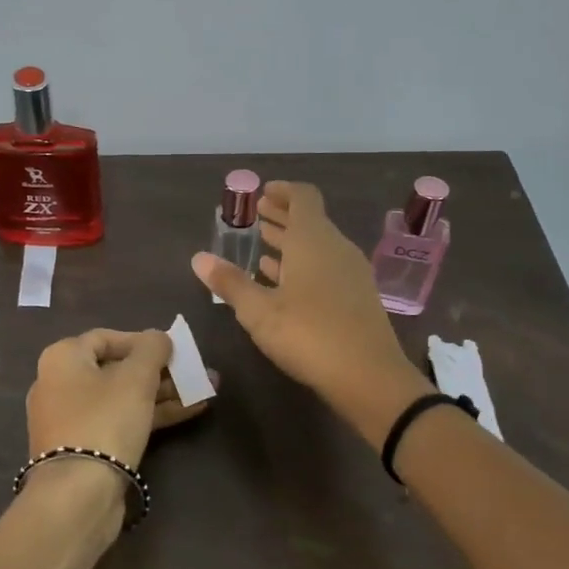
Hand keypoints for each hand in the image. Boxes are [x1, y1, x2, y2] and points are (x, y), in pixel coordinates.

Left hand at [25, 328, 213, 470]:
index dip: (142, 341)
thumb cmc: (105, 420)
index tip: (172, 350)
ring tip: (204, 391)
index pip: (106, 337)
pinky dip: (150, 415)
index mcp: (62, 359)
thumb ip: (152, 349)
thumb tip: (158, 337)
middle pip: (116, 369)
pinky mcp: (84, 448)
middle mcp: (59, 384)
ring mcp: (70, 419)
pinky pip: (119, 421)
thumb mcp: (136, 377)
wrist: (78, 494)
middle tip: (194, 371)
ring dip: (162, 393)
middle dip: (160, 371)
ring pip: (122, 398)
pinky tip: (188, 412)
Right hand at [192, 182, 431, 444]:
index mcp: (313, 241)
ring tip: (264, 246)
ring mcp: (351, 274)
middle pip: (310, 221)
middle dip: (283, 216)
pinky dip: (304, 266)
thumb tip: (199, 258)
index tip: (263, 192)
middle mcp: (336, 249)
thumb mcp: (258, 311)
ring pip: (318, 247)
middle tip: (257, 215)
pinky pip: (327, 268)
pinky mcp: (357, 298)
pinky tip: (285, 283)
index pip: (303, 198)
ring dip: (292, 243)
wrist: (369, 377)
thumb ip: (230, 282)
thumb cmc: (308, 335)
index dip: (283, 191)